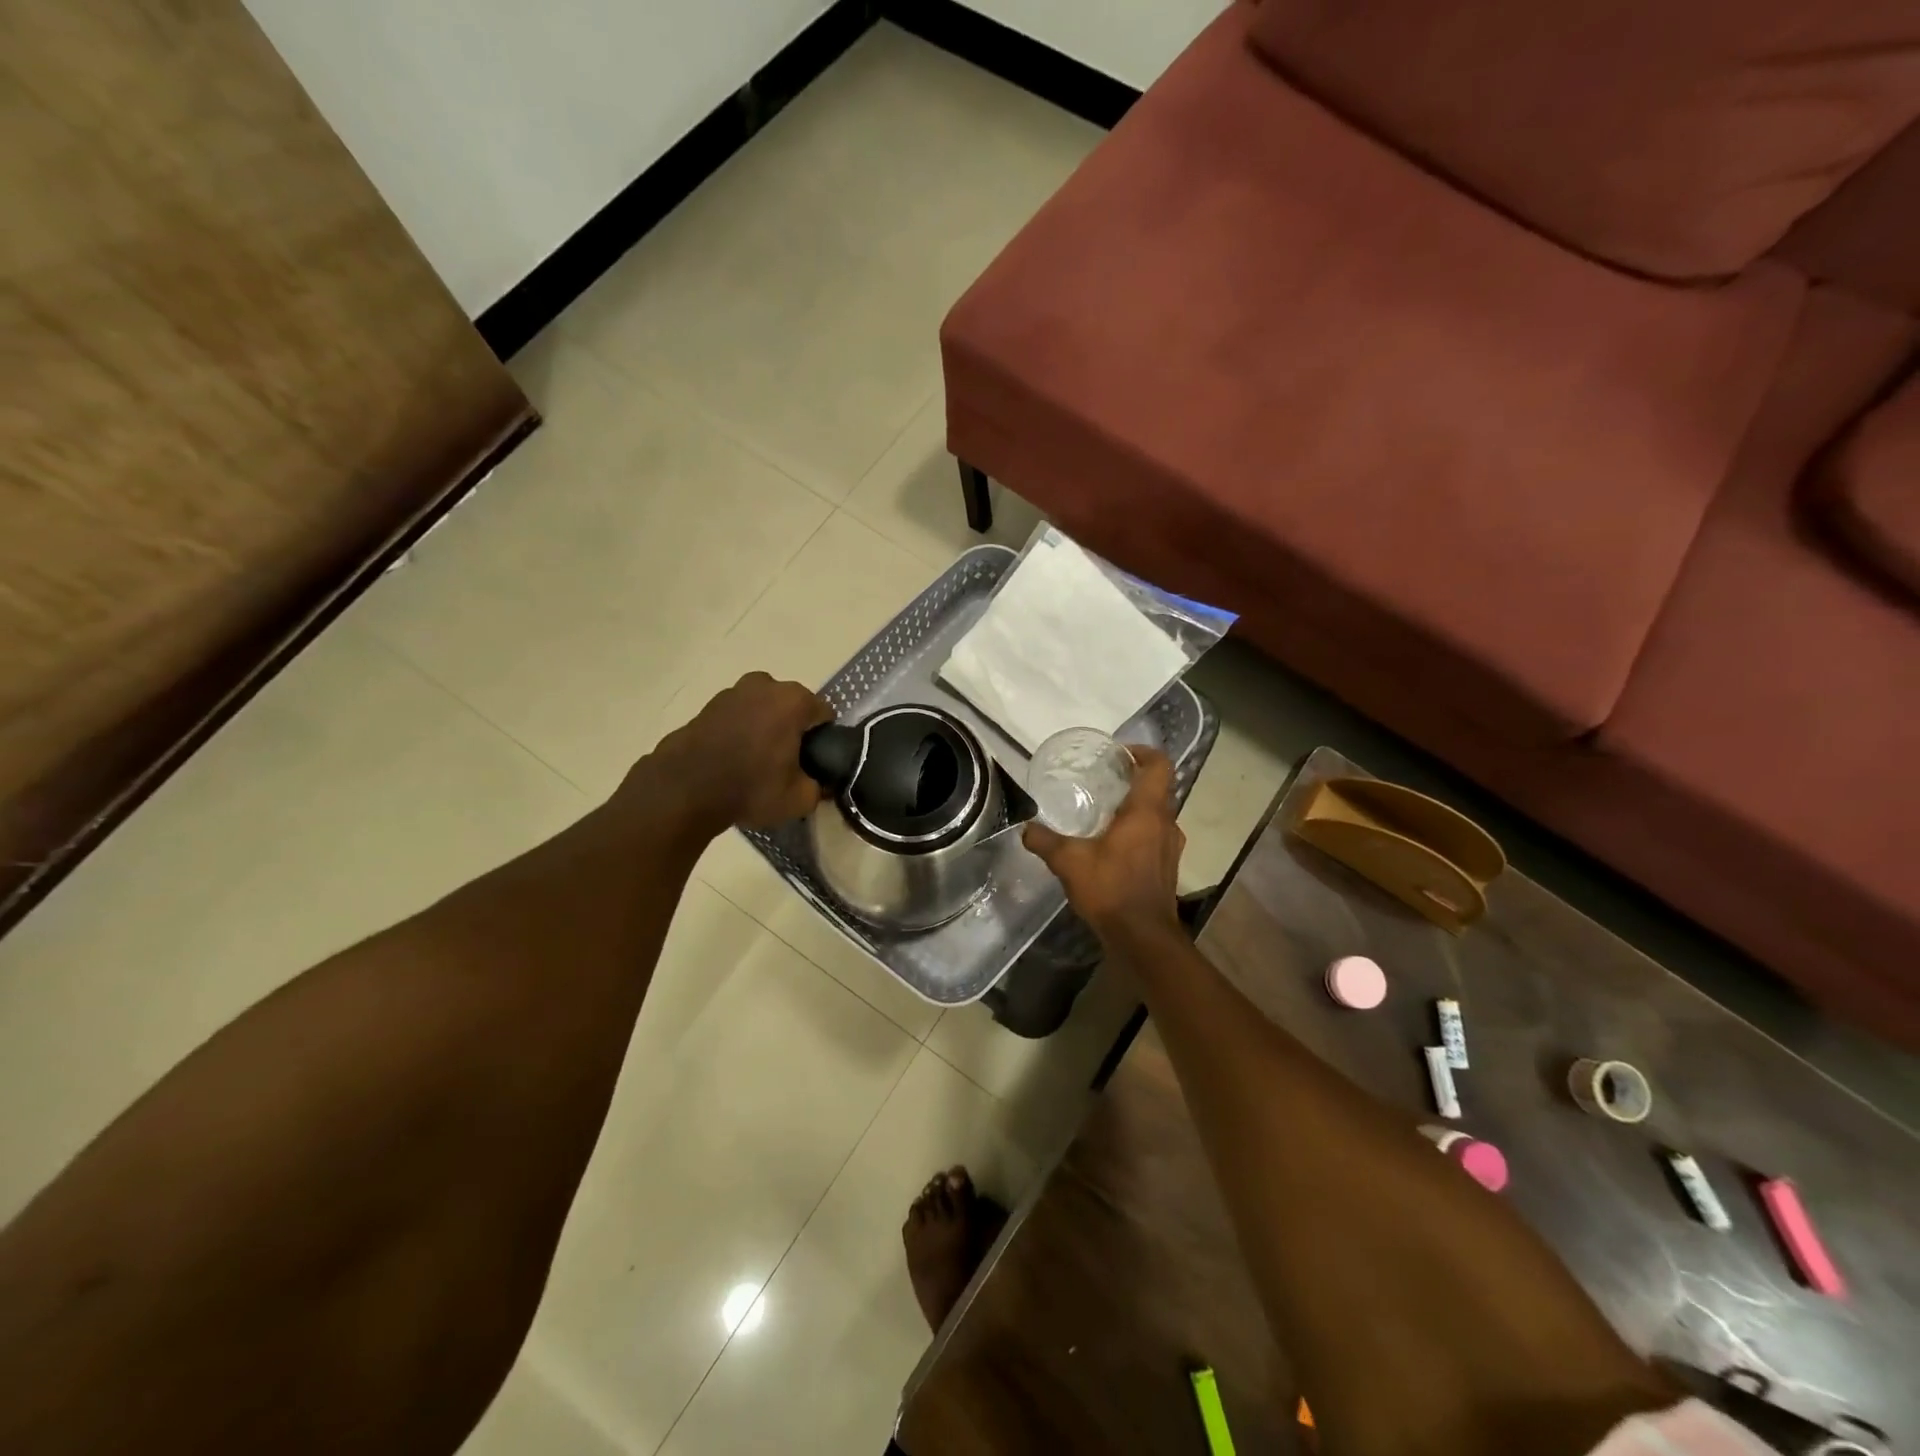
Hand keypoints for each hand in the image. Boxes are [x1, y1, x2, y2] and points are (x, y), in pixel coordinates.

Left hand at [644, 673, 832, 830]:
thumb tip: (817, 784)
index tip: (813, 762)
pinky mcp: (707, 705)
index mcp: (794, 701)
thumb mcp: (798, 799)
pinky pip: (736, 717)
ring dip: (764, 728)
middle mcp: (765, 685)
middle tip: (786, 763)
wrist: (684, 789)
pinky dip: (739, 731)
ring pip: (762, 709)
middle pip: (791, 707)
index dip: (822, 740)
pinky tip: (733, 759)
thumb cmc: (750, 787)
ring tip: (756, 762)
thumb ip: (818, 788)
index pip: (824, 715)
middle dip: (792, 729)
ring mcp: (732, 692)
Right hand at [1023, 747, 1183, 943]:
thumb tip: (1026, 829)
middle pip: (1158, 788)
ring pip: (1157, 814)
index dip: (1143, 752)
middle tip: (1104, 779)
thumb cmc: (1111, 889)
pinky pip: (1155, 836)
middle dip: (1133, 779)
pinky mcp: (1168, 867)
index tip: (1120, 753)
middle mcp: (1165, 824)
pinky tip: (1113, 846)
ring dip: (1137, 808)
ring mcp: (1170, 847)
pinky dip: (1139, 831)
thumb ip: (1045, 841)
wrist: (1143, 937)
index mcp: (1147, 812)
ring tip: (1105, 812)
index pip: (1159, 766)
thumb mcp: (1069, 862)